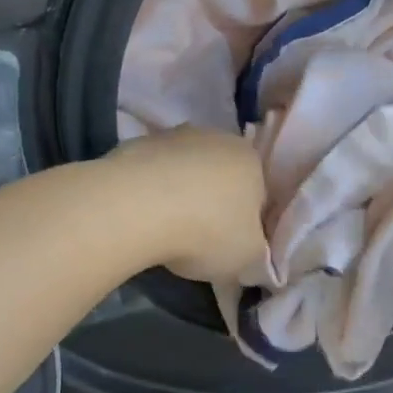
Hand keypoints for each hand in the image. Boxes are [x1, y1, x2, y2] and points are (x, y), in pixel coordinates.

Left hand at [105, 126, 267, 281]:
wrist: (136, 208)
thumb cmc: (207, 231)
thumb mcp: (248, 255)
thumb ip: (254, 248)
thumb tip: (245, 247)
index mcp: (251, 160)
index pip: (258, 194)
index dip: (245, 223)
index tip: (230, 245)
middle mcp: (217, 138)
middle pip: (220, 177)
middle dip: (213, 204)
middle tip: (200, 239)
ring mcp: (173, 137)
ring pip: (184, 172)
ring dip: (180, 195)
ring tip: (165, 231)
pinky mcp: (135, 144)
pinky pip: (151, 175)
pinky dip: (150, 193)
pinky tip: (141, 218)